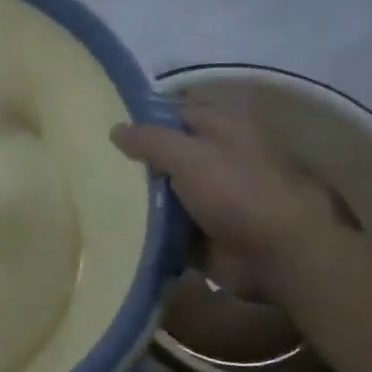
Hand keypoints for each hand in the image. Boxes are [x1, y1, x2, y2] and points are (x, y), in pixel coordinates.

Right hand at [113, 109, 346, 300]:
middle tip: (93, 166)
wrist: (279, 256)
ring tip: (95, 197)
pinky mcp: (204, 231)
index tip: (104, 132)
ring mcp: (211, 197)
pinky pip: (167, 224)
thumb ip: (150, 140)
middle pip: (166, 154)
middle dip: (135, 163)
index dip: (141, 121)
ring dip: (138, 197)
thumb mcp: (189, 156)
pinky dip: (147, 227)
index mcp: (221, 129)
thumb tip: (116, 129)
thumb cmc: (238, 193)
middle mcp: (217, 158)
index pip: (173, 115)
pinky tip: (115, 226)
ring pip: (164, 191)